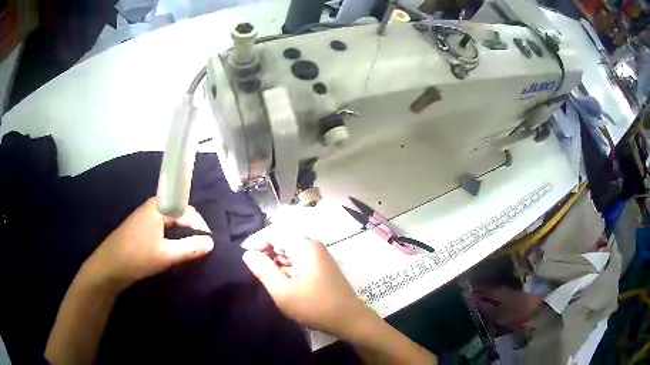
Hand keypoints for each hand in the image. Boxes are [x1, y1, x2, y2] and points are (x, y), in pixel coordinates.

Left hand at [84, 197, 213, 290]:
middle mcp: (152, 206)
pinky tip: (172, 250)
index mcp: (159, 206)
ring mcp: (145, 216)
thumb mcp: (166, 255)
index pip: (188, 211)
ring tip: (189, 251)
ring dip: (181, 234)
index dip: (200, 227)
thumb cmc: (137, 257)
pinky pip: (162, 227)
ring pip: (171, 221)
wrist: (108, 266)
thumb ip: (190, 248)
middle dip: (192, 230)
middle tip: (200, 249)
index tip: (208, 245)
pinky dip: (171, 237)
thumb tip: (211, 243)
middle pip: (179, 213)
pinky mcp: (141, 227)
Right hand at [241, 229, 372, 338]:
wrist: (349, 320)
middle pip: (282, 240)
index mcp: (306, 246)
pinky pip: (297, 260)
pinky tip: (278, 278)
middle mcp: (313, 246)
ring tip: (261, 274)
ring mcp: (318, 257)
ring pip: (289, 252)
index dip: (256, 242)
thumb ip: (264, 270)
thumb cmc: (315, 306)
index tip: (242, 256)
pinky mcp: (320, 267)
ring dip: (274, 260)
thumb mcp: (283, 292)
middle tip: (251, 268)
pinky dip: (285, 267)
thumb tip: (247, 254)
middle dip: (265, 251)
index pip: (274, 233)